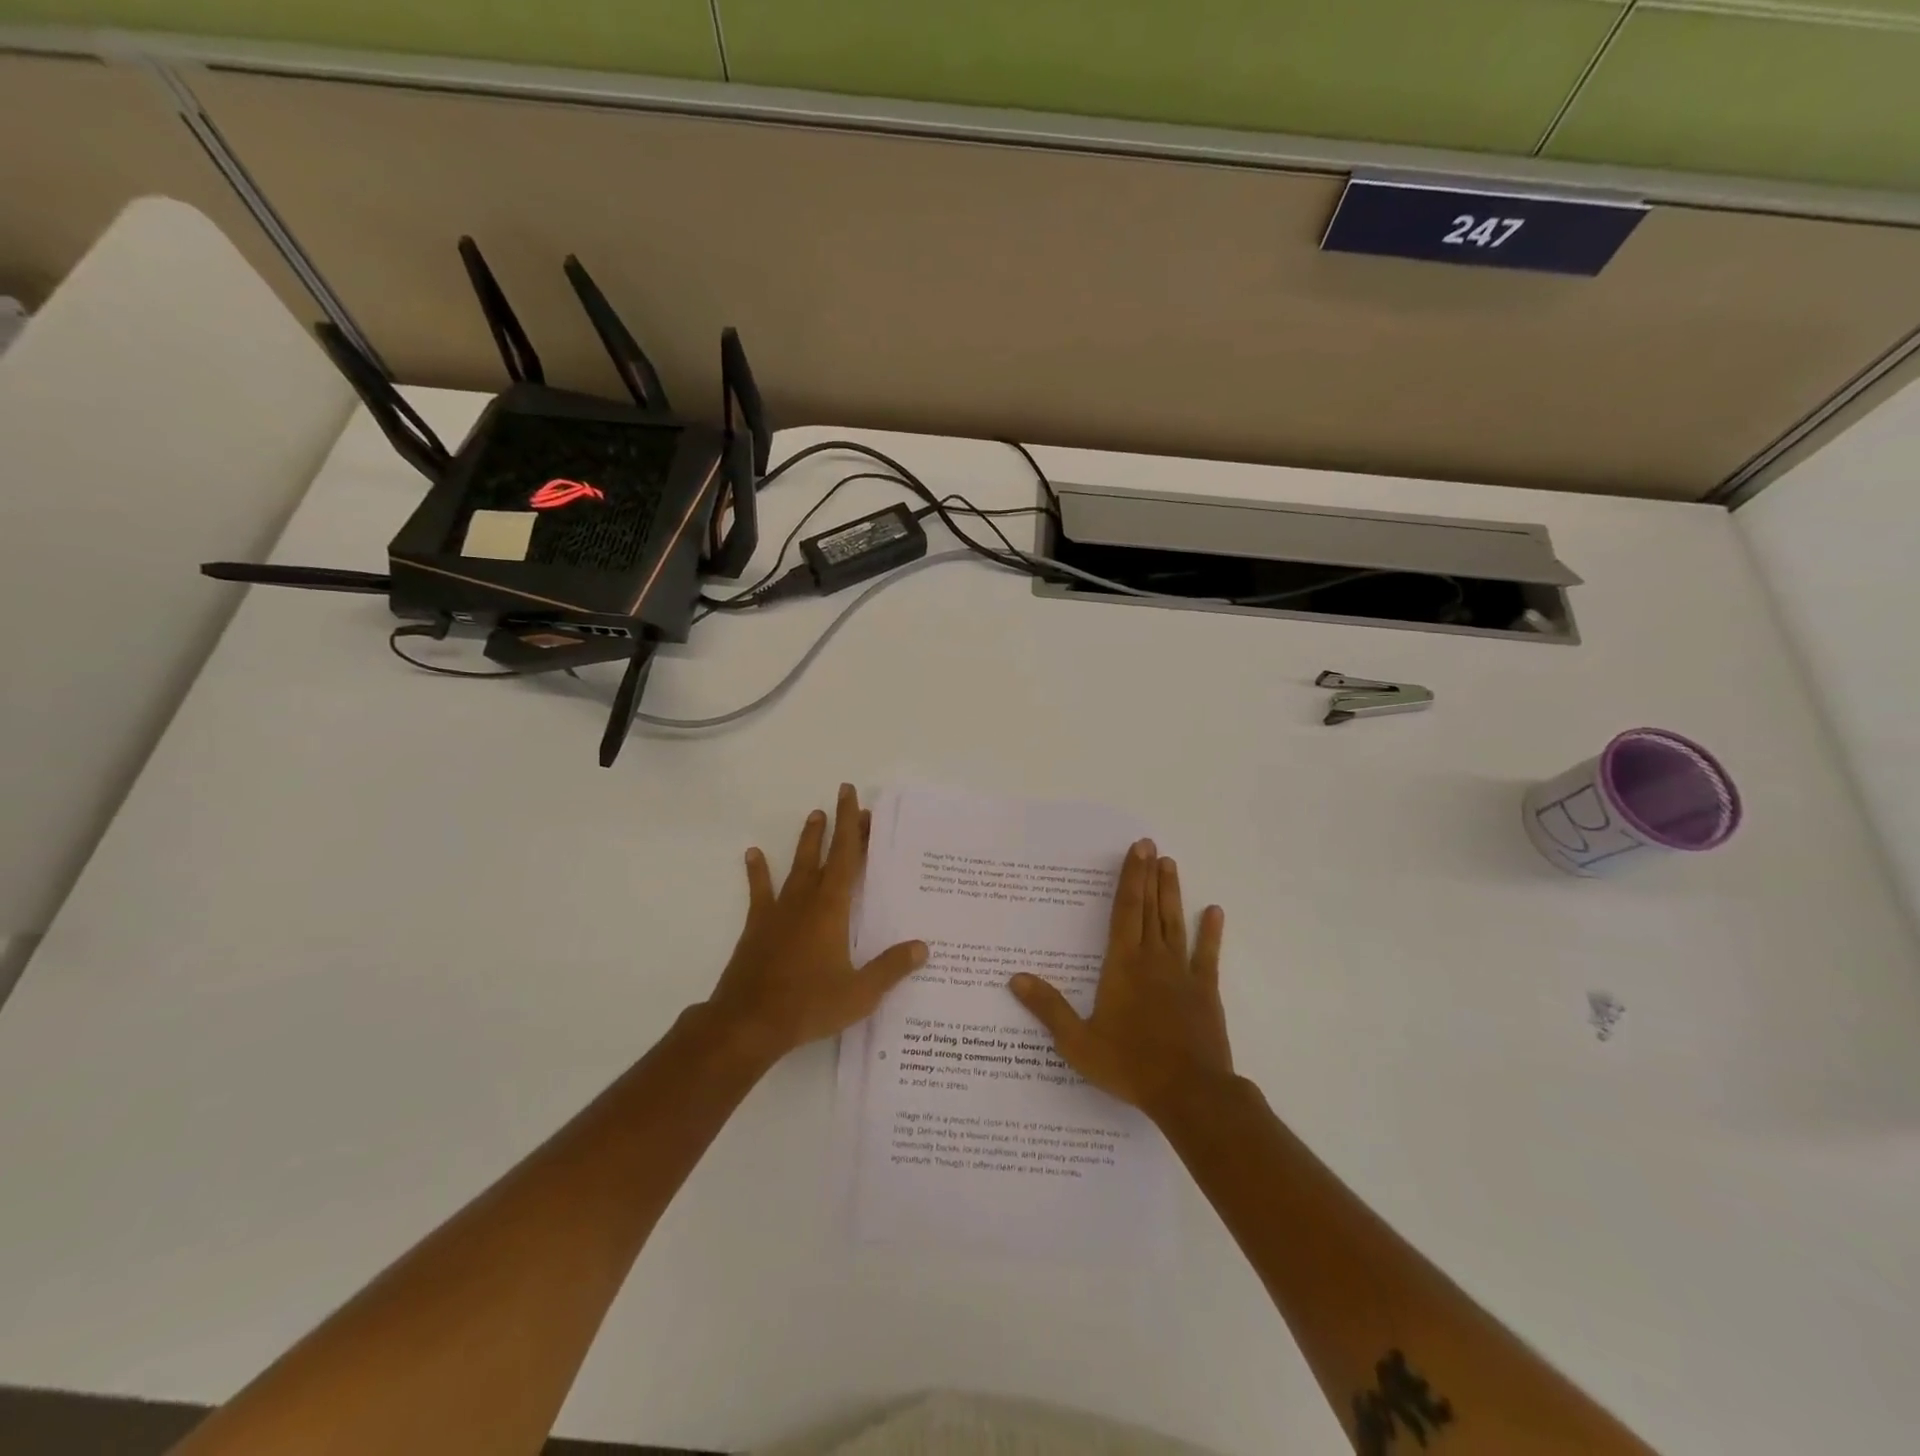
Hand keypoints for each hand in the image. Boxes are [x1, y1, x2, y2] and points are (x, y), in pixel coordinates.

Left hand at [703, 784, 927, 1066]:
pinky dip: (758, 872)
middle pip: (825, 854)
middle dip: (837, 826)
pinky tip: (754, 854)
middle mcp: (805, 901)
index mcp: (832, 909)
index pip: (847, 858)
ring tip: (814, 815)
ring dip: (807, 840)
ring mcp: (778, 912)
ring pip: (796, 866)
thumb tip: (923, 947)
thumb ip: (891, 967)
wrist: (748, 1023)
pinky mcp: (757, 927)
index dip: (853, 827)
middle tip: (844, 798)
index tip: (856, 799)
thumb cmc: (808, 1005)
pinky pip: (760, 891)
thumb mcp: (860, 993)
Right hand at [1009, 840, 1231, 1121]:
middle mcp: (1153, 959)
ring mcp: (1182, 973)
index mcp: (1122, 965)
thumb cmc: (1130, 1065)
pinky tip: (1214, 912)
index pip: (1125, 911)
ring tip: (1171, 864)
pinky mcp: (1205, 992)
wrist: (1190, 1093)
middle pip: (1150, 909)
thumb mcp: (1078, 1042)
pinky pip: (1207, 955)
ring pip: (1175, 923)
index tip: (1137, 850)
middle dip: (1149, 875)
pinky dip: (1210, 933)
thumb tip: (1015, 979)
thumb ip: (1048, 1008)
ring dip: (1171, 893)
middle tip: (1151, 845)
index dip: (1130, 878)